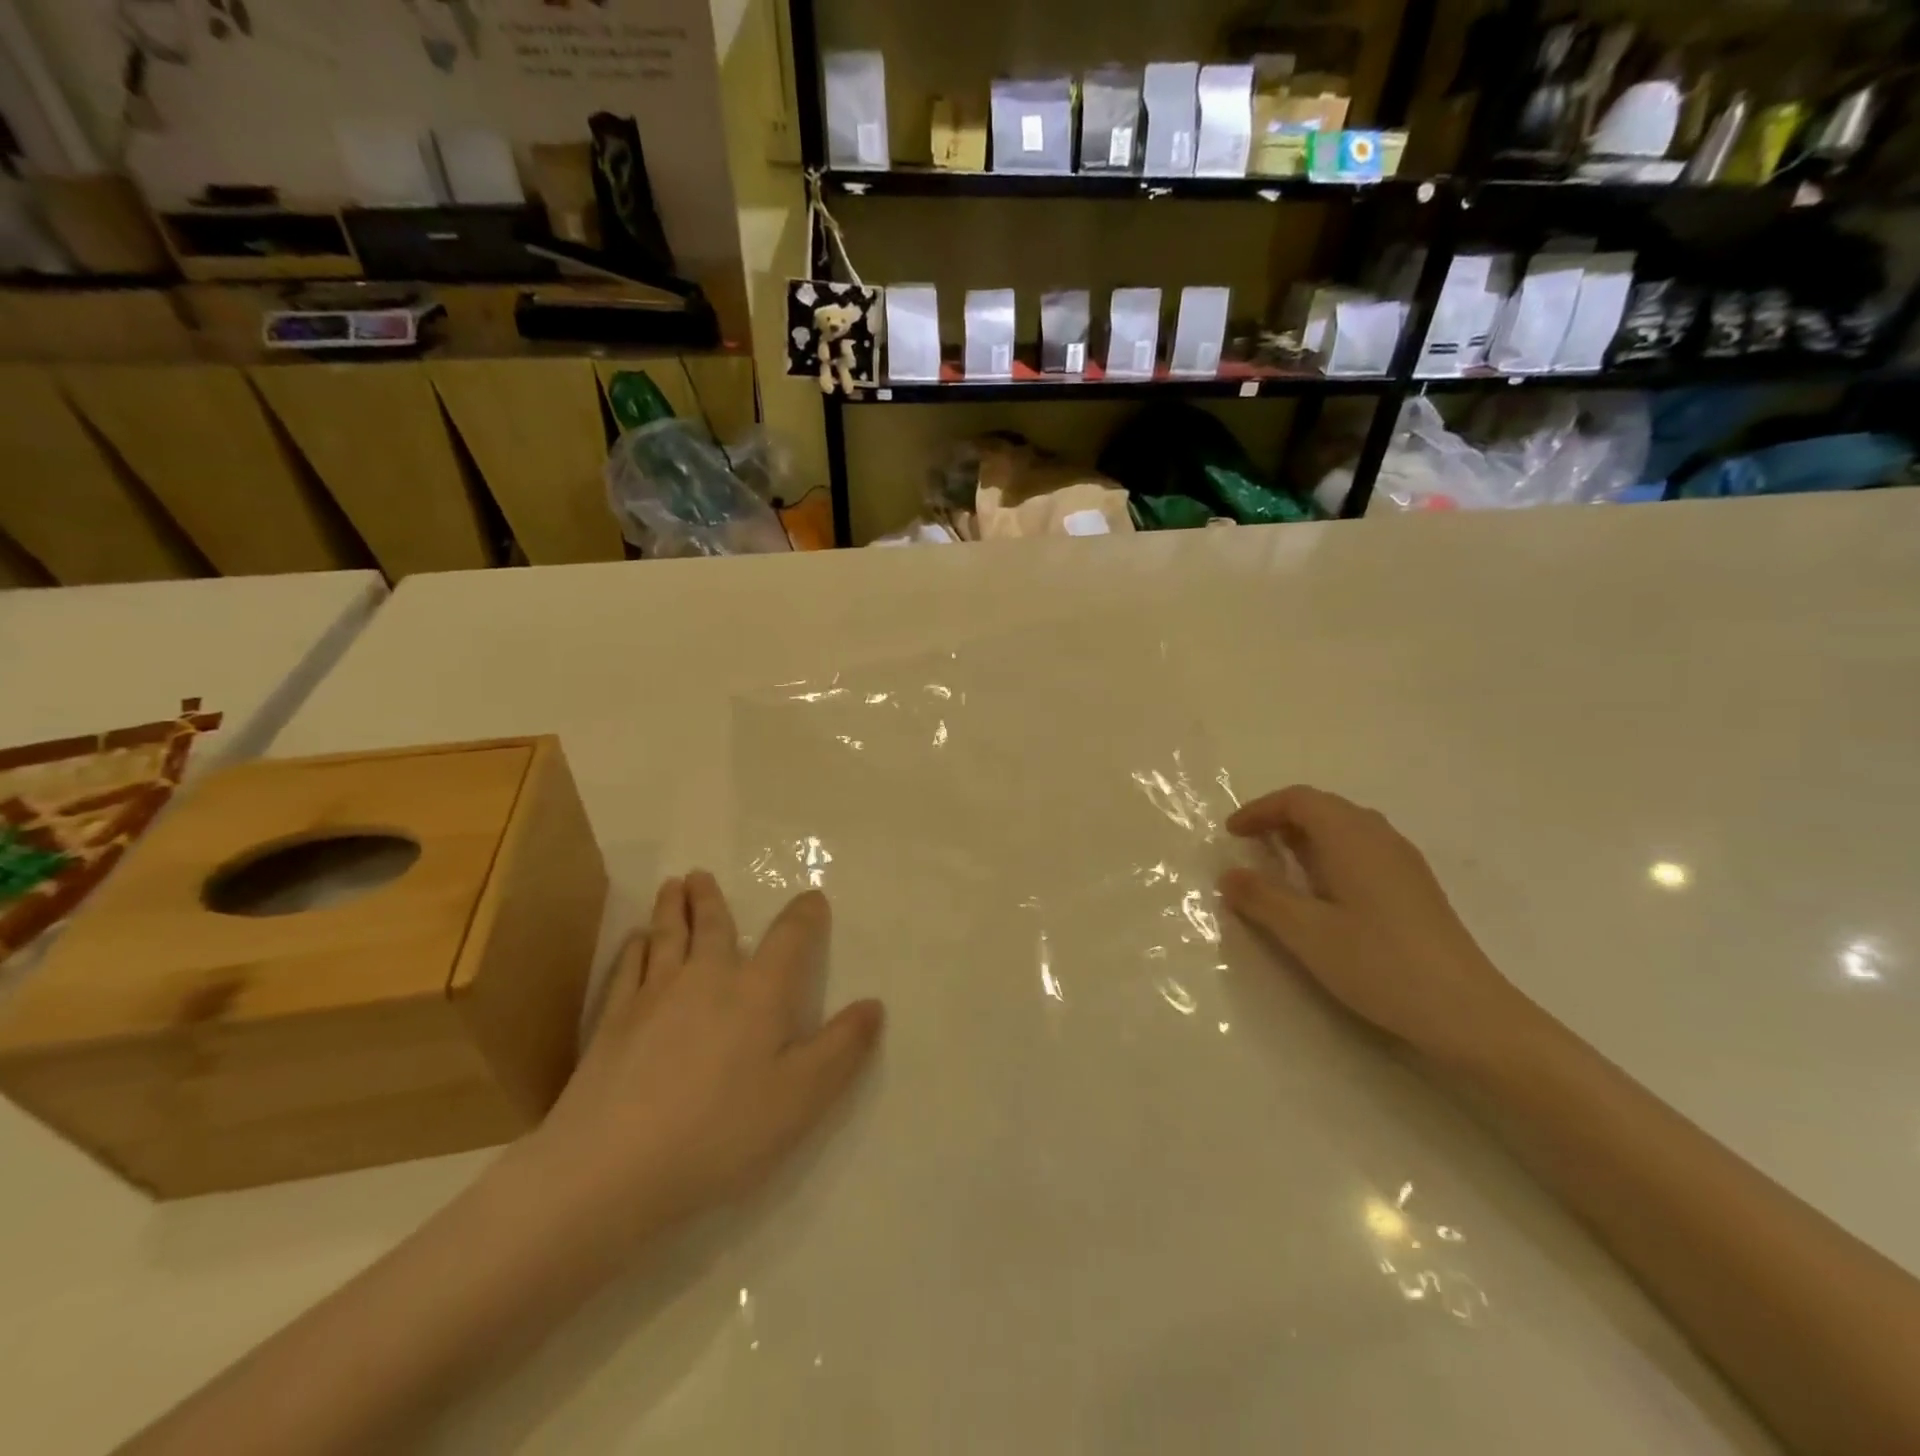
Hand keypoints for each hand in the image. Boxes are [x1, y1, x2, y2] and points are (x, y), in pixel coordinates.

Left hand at [518, 872, 883, 1248]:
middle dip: (712, 899)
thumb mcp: (802, 1097)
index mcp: (759, 992)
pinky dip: (634, 948)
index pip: (791, 938)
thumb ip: (842, 1047)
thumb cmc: (721, 1131)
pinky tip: (635, 942)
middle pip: (713, 925)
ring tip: (672, 885)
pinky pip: (628, 967)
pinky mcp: (614, 1019)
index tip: (812, 898)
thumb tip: (874, 1005)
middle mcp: (708, 977)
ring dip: (671, 907)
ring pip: (667, 936)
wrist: (612, 1166)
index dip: (806, 915)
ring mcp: (655, 994)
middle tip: (701, 875)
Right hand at [1218, 787, 1535, 1065]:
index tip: (1231, 835)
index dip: (1259, 810)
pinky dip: (1329, 853)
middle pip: (1323, 807)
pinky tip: (1322, 891)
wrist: (1467, 1012)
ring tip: (1279, 865)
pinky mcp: (1414, 886)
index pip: (1299, 800)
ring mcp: (1403, 861)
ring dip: (1306, 835)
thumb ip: (1262, 899)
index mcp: (1352, 838)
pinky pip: (1362, 848)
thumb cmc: (1379, 964)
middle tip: (1250, 846)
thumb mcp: (1306, 933)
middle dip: (1280, 818)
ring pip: (1345, 827)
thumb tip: (1229, 875)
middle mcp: (1379, 837)